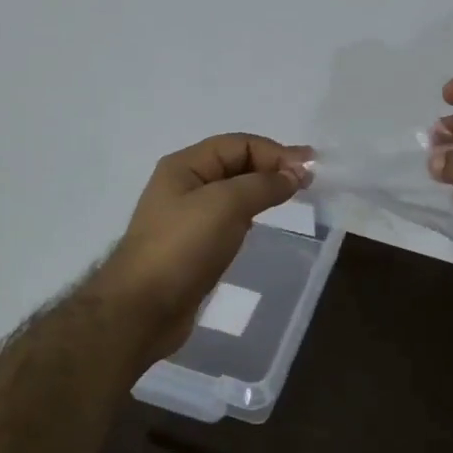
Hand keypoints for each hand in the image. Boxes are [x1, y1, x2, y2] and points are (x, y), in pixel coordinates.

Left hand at [96, 134, 311, 359]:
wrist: (143, 308)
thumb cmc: (182, 248)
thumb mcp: (225, 205)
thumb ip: (262, 185)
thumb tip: (294, 175)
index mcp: (185, 166)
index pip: (238, 144)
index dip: (275, 152)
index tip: (310, 170)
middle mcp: (184, 185)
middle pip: (236, 164)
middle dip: (272, 168)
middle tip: (309, 182)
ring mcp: (188, 217)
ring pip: (233, 193)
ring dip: (263, 190)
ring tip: (294, 198)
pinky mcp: (194, 246)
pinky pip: (228, 219)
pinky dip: (250, 215)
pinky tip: (264, 223)